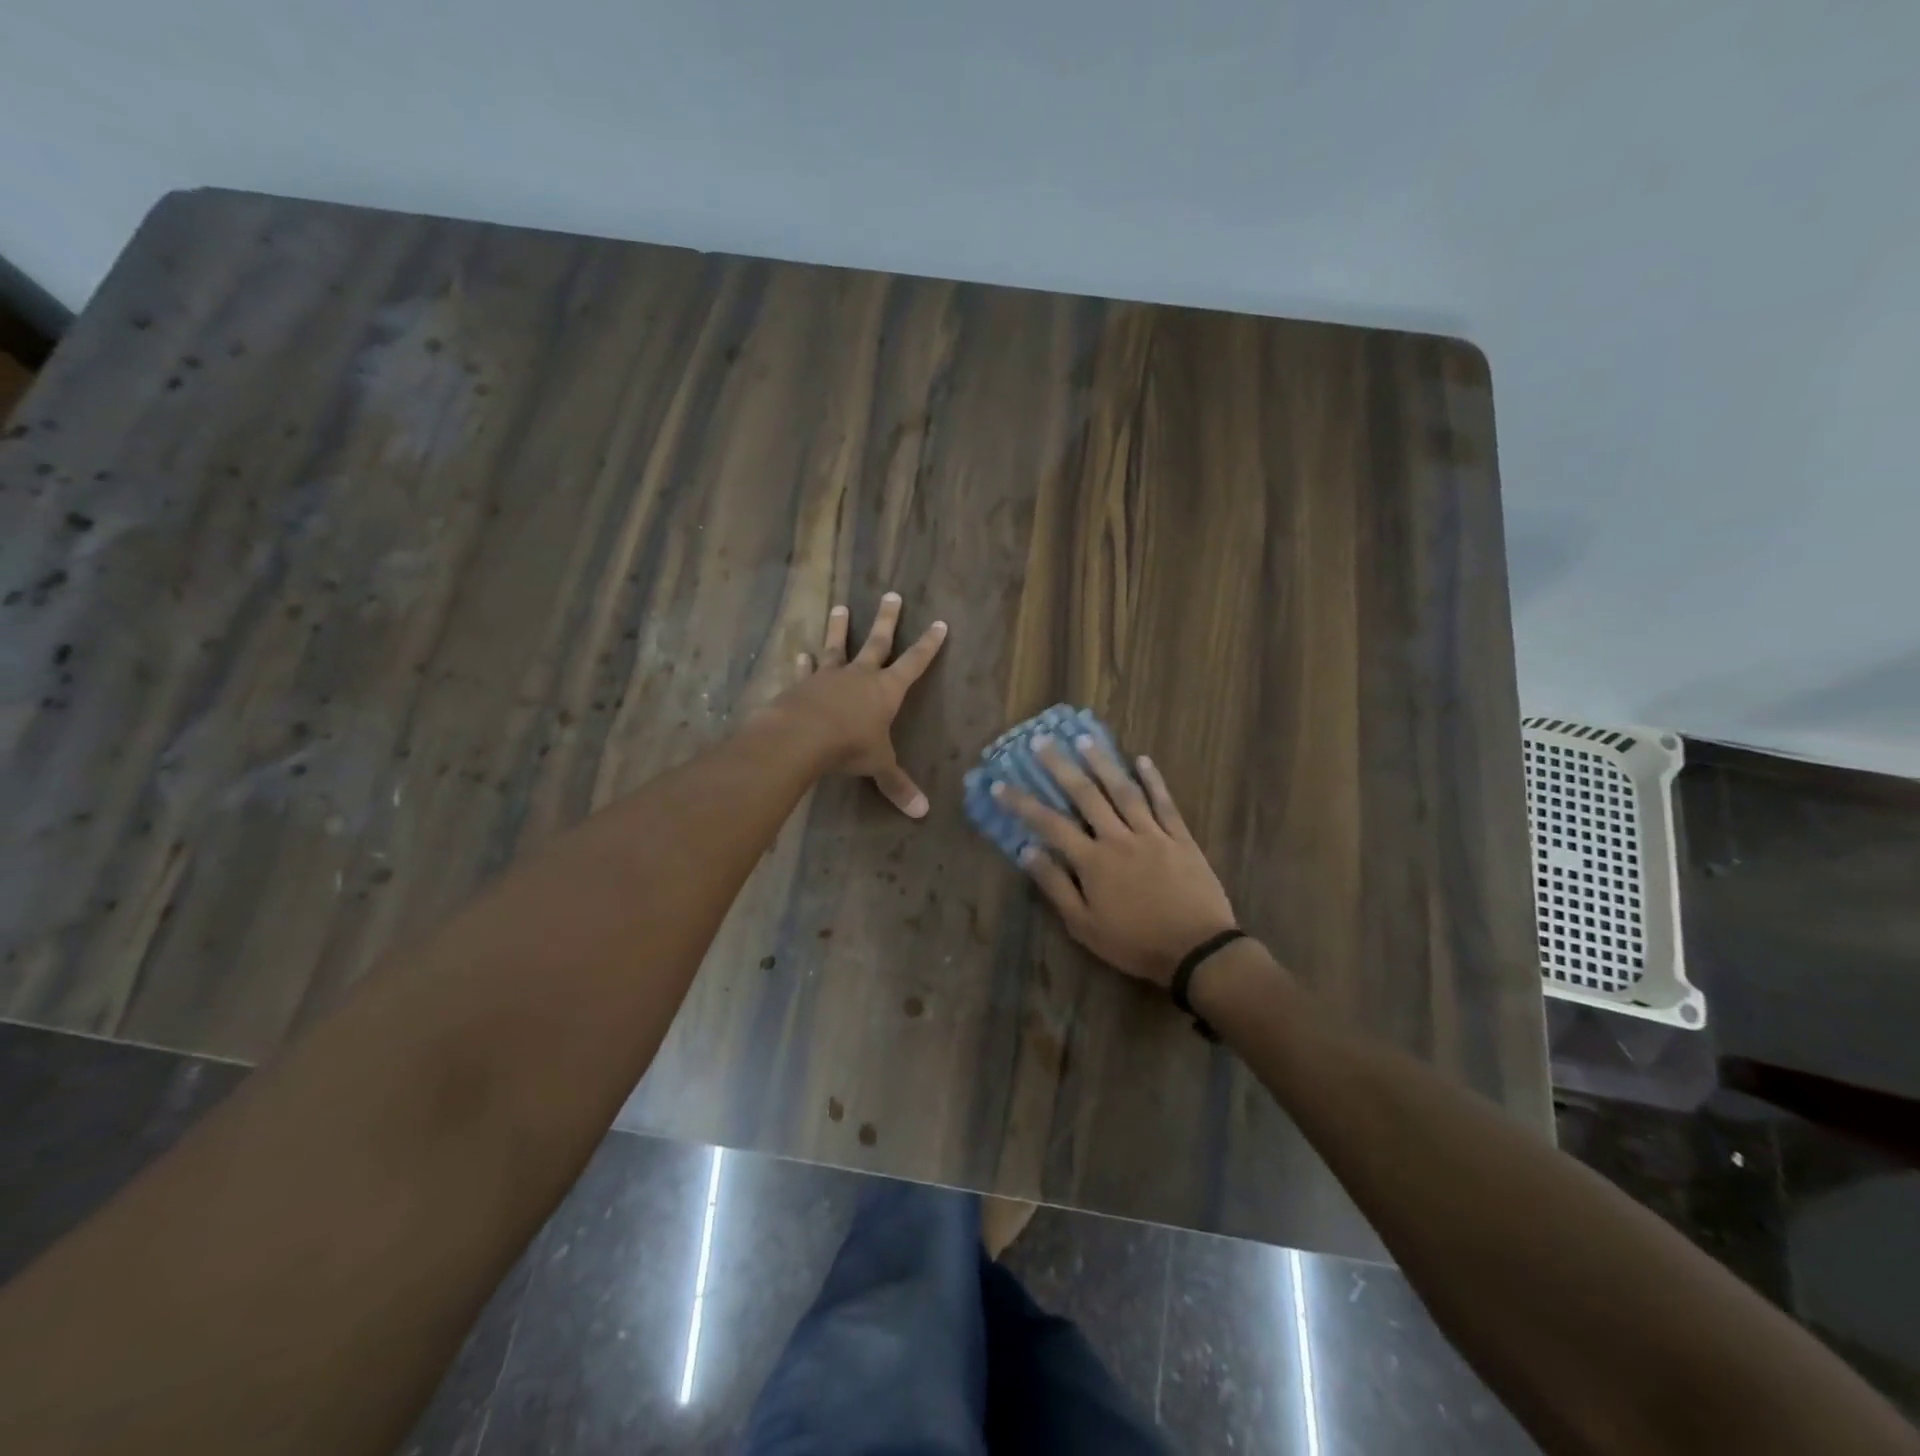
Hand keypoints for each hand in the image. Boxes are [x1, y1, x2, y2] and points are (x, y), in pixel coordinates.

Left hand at [774, 592, 947, 816]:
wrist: (802, 736)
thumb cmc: (850, 746)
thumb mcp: (879, 765)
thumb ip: (897, 785)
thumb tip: (922, 812)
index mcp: (886, 690)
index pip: (914, 663)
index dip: (928, 645)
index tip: (939, 623)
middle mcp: (860, 676)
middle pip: (877, 642)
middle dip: (887, 620)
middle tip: (891, 595)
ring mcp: (829, 677)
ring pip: (837, 646)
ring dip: (840, 628)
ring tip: (841, 608)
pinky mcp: (802, 684)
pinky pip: (806, 670)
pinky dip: (803, 663)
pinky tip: (800, 653)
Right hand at [993, 737, 1236, 985]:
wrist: (1197, 950)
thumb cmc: (1135, 943)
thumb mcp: (1084, 925)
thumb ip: (1056, 886)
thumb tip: (1027, 851)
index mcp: (1092, 861)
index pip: (1049, 824)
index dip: (1022, 803)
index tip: (1000, 785)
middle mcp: (1118, 838)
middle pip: (1086, 795)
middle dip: (1060, 766)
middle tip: (1042, 740)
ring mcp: (1152, 834)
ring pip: (1123, 791)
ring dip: (1102, 762)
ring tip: (1085, 738)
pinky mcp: (1180, 838)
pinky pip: (1164, 803)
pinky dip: (1153, 780)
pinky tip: (1142, 760)